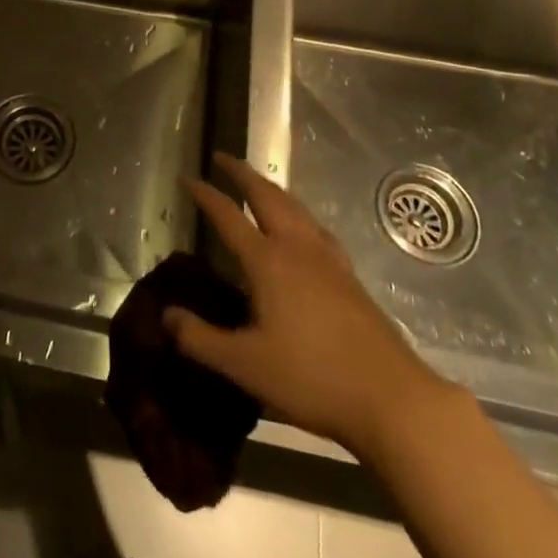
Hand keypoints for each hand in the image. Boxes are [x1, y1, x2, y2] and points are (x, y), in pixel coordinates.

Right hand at [167, 154, 447, 455]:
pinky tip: (303, 228)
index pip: (228, 216)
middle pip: (267, 196)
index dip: (205, 195)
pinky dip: (298, 213)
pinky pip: (316, 228)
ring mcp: (328, 260)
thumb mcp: (245, 365)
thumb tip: (166, 316)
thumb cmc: (311, 378)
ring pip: (295, 207)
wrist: (391, 398)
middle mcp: (297, 248)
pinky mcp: (349, 277)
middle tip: (223, 158)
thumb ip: (201, 339)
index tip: (187, 177)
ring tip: (258, 183)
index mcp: (268, 261)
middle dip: (242, 173)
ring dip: (271, 188)